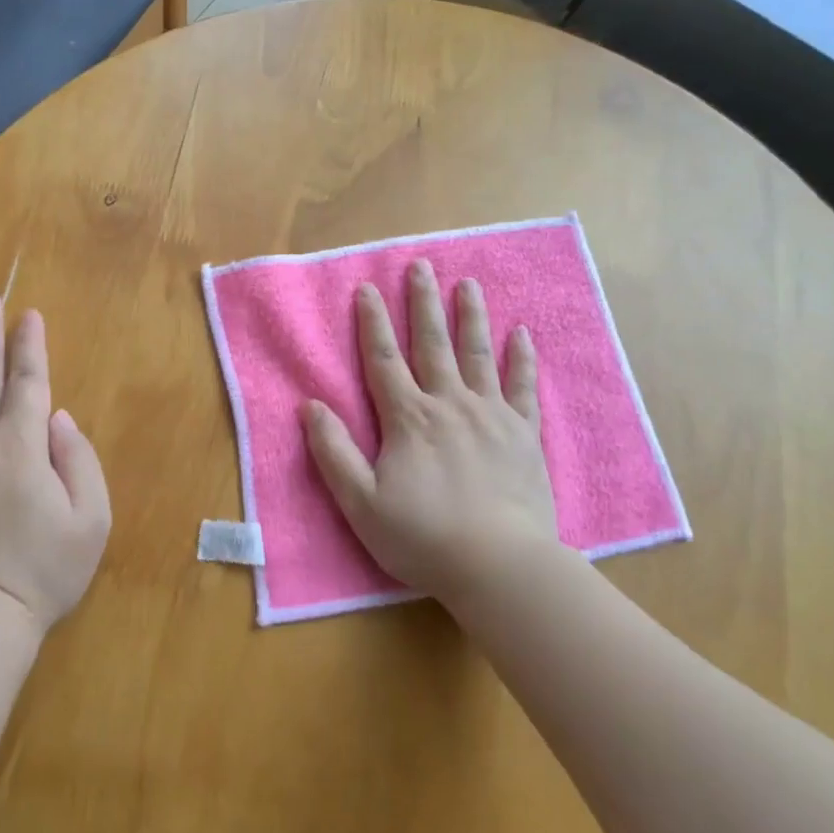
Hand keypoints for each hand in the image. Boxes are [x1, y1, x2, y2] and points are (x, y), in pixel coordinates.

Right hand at [301, 260, 557, 605]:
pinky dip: (522, 359)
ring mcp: (491, 416)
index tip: (367, 288)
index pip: (383, 359)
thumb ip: (333, 451)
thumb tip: (310, 405)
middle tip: (421, 266)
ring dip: (471, 317)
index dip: (372, 323)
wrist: (500, 566)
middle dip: (423, 303)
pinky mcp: (523, 434)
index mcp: (408, 418)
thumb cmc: (423, 537)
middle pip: (432, 344)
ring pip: (478, 355)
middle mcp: (449, 404)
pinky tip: (522, 334)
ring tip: (468, 284)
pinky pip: (523, 387)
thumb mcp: (360, 502)